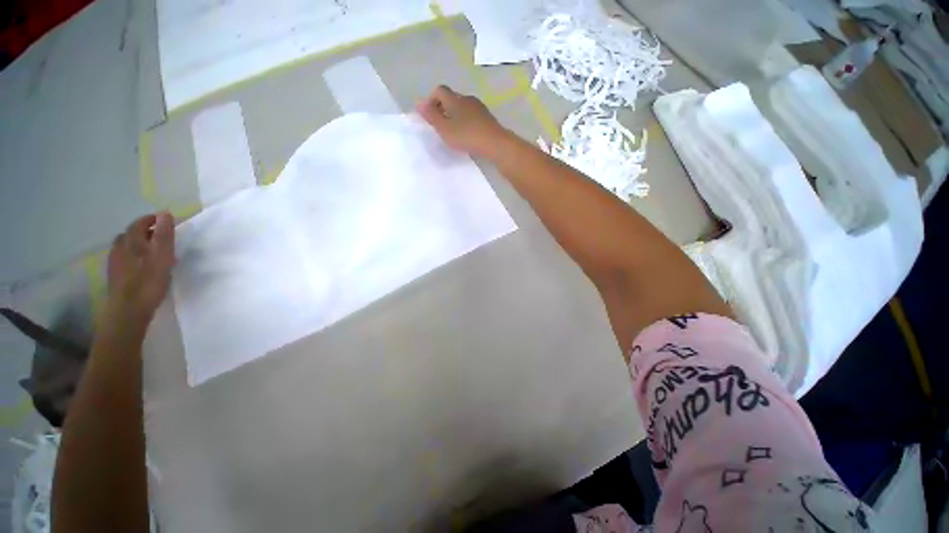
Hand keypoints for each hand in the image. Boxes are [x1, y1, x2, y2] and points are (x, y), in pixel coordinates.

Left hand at [105, 212, 175, 325]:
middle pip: (130, 234)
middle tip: (160, 236)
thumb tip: (164, 213)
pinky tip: (140, 265)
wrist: (128, 310)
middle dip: (144, 231)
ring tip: (150, 250)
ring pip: (125, 247)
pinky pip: (123, 258)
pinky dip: (132, 256)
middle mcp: (120, 248)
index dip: (151, 220)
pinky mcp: (115, 275)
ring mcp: (115, 262)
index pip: (139, 224)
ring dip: (137, 244)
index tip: (165, 220)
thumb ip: (164, 235)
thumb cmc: (148, 282)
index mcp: (131, 242)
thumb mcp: (162, 257)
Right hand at [416, 85, 510, 158]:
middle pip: (451, 98)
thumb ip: (431, 116)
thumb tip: (418, 102)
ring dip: (455, 116)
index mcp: (455, 99)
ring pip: (462, 107)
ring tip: (454, 133)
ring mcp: (479, 107)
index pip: (439, 90)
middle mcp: (467, 99)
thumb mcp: (445, 129)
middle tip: (441, 127)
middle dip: (443, 109)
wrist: (495, 143)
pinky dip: (466, 122)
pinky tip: (467, 135)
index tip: (430, 117)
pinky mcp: (487, 118)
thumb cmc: (467, 136)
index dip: (431, 100)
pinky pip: (472, 116)